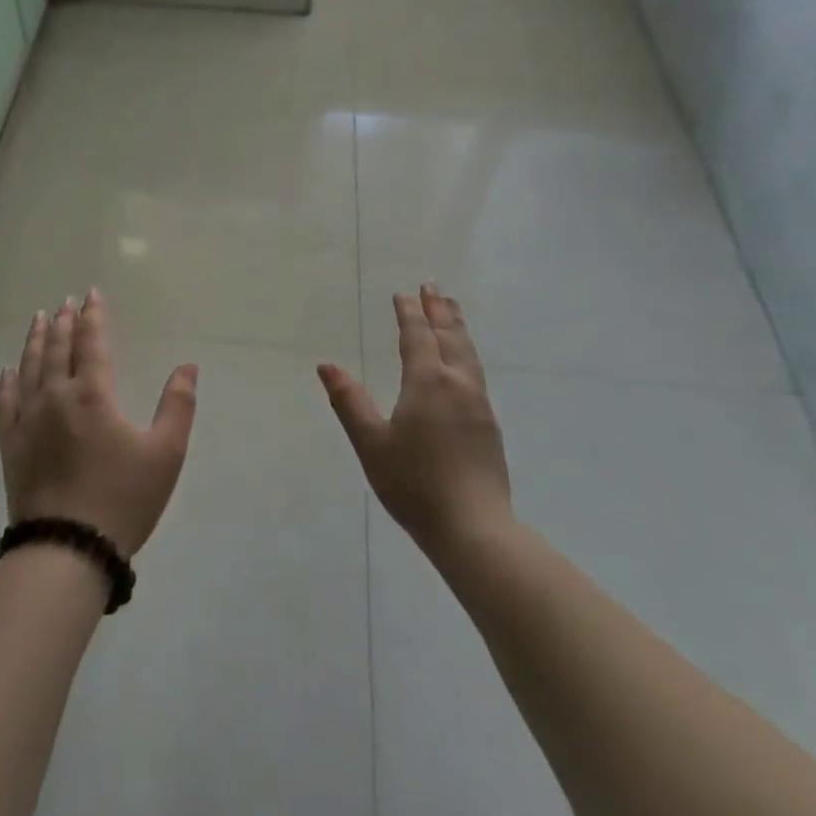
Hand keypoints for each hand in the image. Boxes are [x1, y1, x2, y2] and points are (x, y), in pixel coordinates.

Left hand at [0, 290, 197, 557]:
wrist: (67, 550)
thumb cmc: (122, 499)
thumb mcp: (165, 453)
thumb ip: (178, 405)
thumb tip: (187, 366)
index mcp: (93, 394)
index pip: (91, 343)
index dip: (93, 317)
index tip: (91, 294)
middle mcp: (56, 397)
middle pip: (58, 350)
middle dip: (64, 323)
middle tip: (66, 302)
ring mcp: (27, 421)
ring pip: (29, 369)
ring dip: (36, 341)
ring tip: (39, 319)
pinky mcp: (10, 446)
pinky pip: (4, 404)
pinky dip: (6, 383)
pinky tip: (7, 371)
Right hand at [318, 284, 512, 558]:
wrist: (473, 528)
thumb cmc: (413, 485)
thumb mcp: (371, 444)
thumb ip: (349, 402)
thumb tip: (326, 366)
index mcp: (427, 383)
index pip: (417, 337)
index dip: (409, 314)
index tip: (404, 294)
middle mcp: (457, 384)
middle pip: (449, 337)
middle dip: (439, 310)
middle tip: (433, 287)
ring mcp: (478, 404)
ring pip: (468, 353)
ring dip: (458, 327)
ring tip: (453, 310)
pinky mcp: (489, 424)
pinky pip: (476, 372)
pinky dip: (466, 352)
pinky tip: (464, 362)